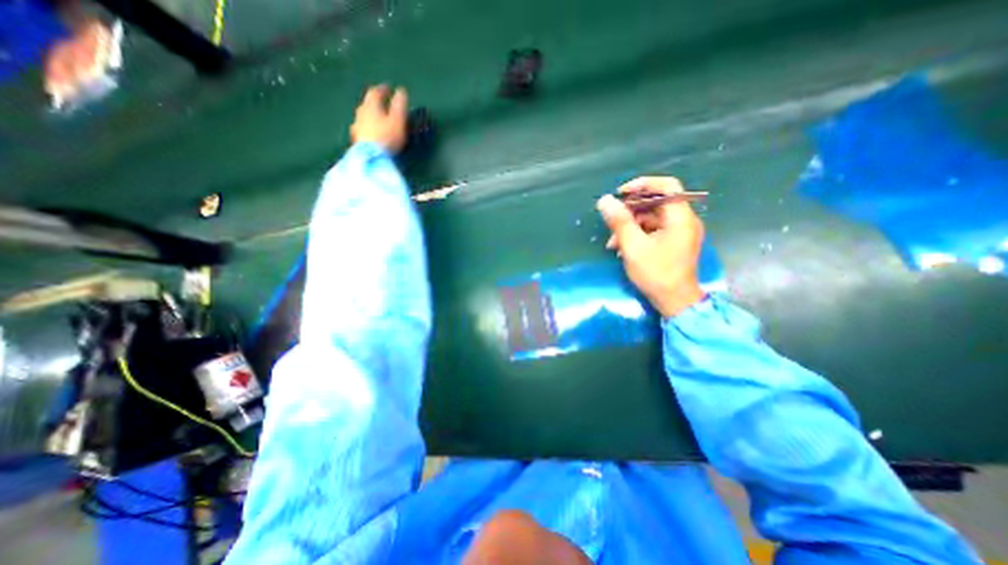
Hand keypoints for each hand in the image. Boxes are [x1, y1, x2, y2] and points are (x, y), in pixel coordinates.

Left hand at [348, 84, 406, 151]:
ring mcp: (357, 127)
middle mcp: (361, 113)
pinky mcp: (357, 141)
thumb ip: (399, 105)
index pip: (375, 92)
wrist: (371, 158)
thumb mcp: (398, 120)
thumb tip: (401, 90)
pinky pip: (363, 130)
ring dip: (372, 116)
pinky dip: (369, 129)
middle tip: (383, 104)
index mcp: (371, 105)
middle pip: (367, 104)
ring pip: (364, 117)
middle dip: (376, 103)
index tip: (388, 89)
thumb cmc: (387, 137)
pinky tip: (372, 135)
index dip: (382, 89)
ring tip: (379, 121)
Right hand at [593, 177, 702, 317]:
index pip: (667, 186)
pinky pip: (654, 230)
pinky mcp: (674, 243)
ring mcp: (680, 233)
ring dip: (630, 226)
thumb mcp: (633, 247)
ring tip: (612, 242)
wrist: (675, 302)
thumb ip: (620, 222)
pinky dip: (637, 235)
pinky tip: (622, 248)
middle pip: (656, 203)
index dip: (643, 185)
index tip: (621, 194)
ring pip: (652, 218)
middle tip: (612, 220)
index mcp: (680, 217)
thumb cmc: (656, 274)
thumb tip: (605, 201)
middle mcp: (684, 221)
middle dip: (631, 210)